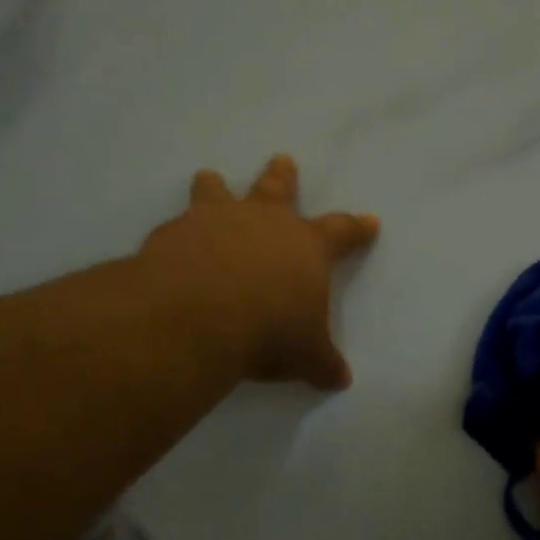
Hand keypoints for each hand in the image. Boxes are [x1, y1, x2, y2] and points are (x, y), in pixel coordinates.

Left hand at [137, 154, 378, 388]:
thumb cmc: (270, 331)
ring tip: (210, 177)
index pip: (341, 231)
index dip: (357, 228)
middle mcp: (263, 222)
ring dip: (216, 185)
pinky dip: (177, 232)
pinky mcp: (173, 233)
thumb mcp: (306, 355)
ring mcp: (215, 221)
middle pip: (277, 188)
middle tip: (282, 159)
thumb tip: (341, 380)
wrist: (200, 316)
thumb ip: (322, 363)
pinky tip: (169, 243)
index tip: (370, 221)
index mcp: (306, 246)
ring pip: (218, 191)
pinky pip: (177, 225)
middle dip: (282, 176)